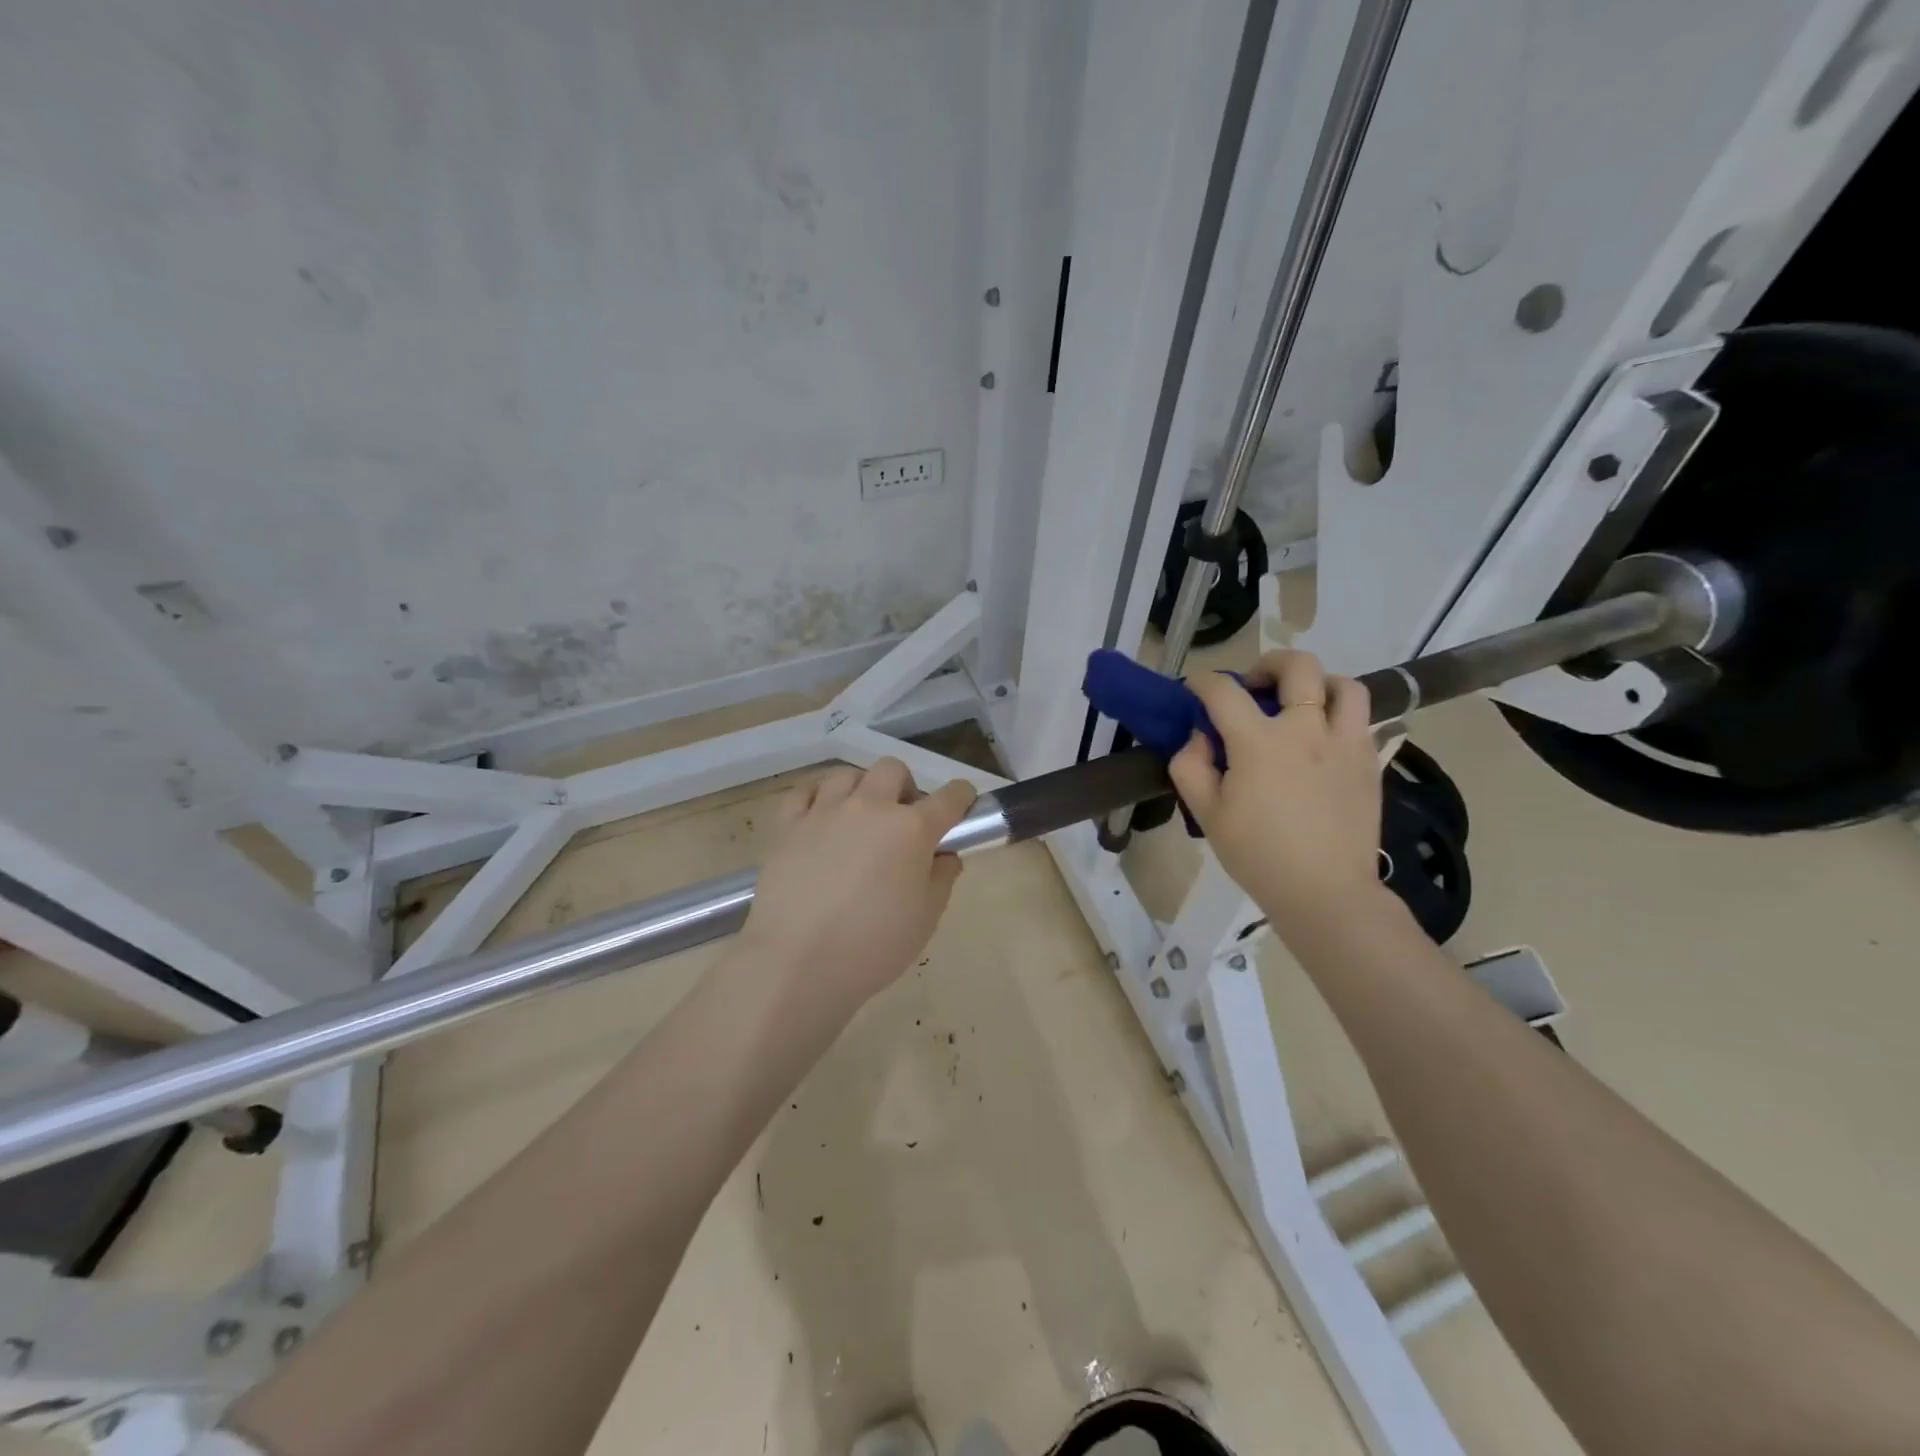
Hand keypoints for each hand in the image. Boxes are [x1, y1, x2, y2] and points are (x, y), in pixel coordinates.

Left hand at [739, 758, 974, 1014]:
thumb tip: (945, 855)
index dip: (961, 797)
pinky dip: (818, 796)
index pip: (950, 796)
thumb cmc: (873, 946)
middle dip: (905, 788)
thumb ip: (942, 879)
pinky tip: (821, 817)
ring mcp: (825, 811)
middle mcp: (870, 807)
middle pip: (893, 769)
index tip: (961, 807)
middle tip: (902, 822)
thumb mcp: (925, 918)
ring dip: (862, 789)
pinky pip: (805, 791)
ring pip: (848, 775)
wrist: (797, 962)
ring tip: (859, 820)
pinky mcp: (788, 825)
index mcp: (911, 829)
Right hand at [1167, 650, 1386, 936]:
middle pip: (1297, 667)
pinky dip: (1339, 716)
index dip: (1202, 682)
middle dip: (1268, 664)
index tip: (1195, 690)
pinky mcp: (1369, 762)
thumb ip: (1190, 766)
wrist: (1325, 892)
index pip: (1224, 691)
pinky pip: (1361, 720)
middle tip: (1254, 685)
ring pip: (1343, 685)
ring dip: (1317, 683)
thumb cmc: (1257, 855)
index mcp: (1258, 742)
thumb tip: (1199, 737)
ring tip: (1300, 704)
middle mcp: (1306, 730)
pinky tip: (1322, 739)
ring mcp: (1344, 743)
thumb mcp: (1205, 814)